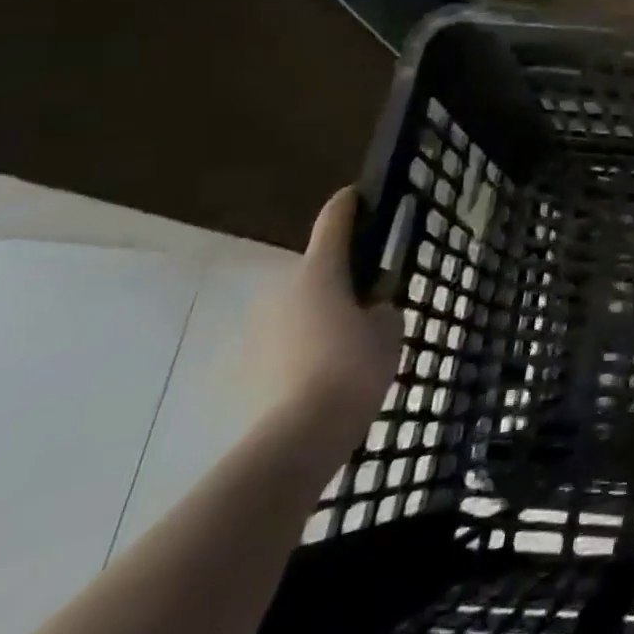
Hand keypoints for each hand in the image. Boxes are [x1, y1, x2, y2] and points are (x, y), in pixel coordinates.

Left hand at [257, 188, 402, 443]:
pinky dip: (302, 349)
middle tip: (369, 297)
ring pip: (298, 310)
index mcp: (320, 272)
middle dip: (340, 278)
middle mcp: (283, 290)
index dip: (348, 204)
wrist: (297, 438)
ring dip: (319, 316)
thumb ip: (382, 309)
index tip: (357, 195)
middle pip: (316, 271)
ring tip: (347, 344)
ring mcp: (259, 329)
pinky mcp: (246, 367)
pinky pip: (284, 344)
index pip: (333, 221)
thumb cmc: (352, 368)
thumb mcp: (388, 330)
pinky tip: (323, 375)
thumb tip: (370, 310)